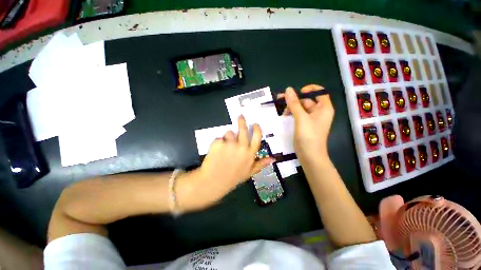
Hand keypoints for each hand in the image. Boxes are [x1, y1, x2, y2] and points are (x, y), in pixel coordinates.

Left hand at [177, 115, 273, 210]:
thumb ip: (261, 164)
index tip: (255, 124)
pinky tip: (217, 152)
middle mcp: (241, 147)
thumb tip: (273, 159)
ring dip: (228, 137)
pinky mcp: (218, 143)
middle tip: (240, 116)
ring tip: (225, 147)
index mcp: (250, 153)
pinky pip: (219, 138)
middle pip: (243, 129)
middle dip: (242, 121)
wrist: (213, 182)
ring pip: (229, 133)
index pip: (257, 137)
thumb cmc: (232, 178)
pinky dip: (218, 143)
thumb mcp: (249, 172)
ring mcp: (229, 144)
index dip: (256, 129)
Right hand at [279, 85, 333, 162]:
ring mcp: (311, 119)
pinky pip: (298, 115)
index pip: (320, 92)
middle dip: (294, 100)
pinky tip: (284, 117)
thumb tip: (288, 89)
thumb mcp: (301, 118)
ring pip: (301, 108)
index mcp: (324, 108)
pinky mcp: (305, 125)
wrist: (310, 156)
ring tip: (283, 112)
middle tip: (280, 100)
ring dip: (291, 108)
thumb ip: (294, 104)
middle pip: (307, 100)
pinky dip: (292, 114)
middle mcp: (319, 112)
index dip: (309, 89)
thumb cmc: (309, 136)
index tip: (297, 92)